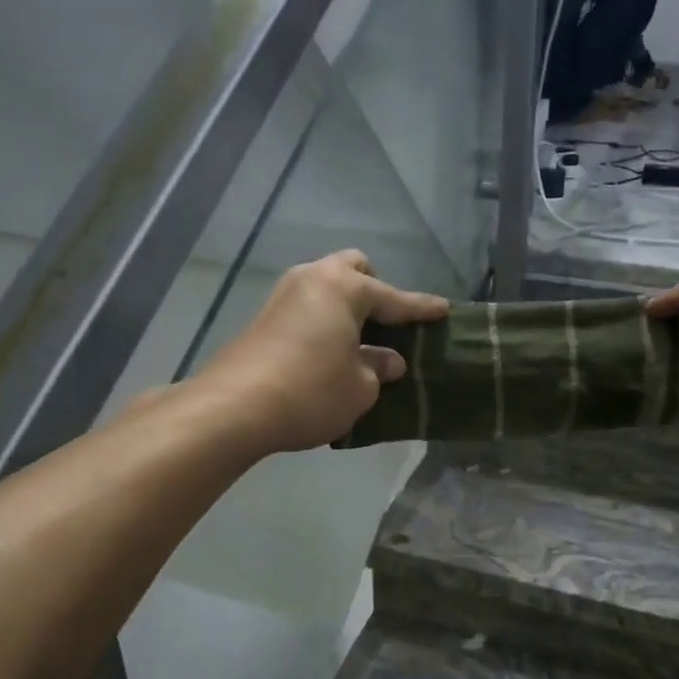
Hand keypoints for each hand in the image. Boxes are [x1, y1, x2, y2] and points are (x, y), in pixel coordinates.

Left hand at [193, 251, 447, 453]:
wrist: (234, 408)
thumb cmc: (311, 392)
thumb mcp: (360, 388)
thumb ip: (378, 368)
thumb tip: (387, 360)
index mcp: (344, 288)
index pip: (394, 297)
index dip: (421, 308)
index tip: (443, 309)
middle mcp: (313, 279)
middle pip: (353, 270)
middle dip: (374, 290)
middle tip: (387, 324)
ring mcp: (283, 296)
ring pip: (325, 287)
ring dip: (346, 307)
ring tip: (360, 341)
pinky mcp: (263, 318)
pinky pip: (307, 308)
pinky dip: (324, 321)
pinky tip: (330, 352)